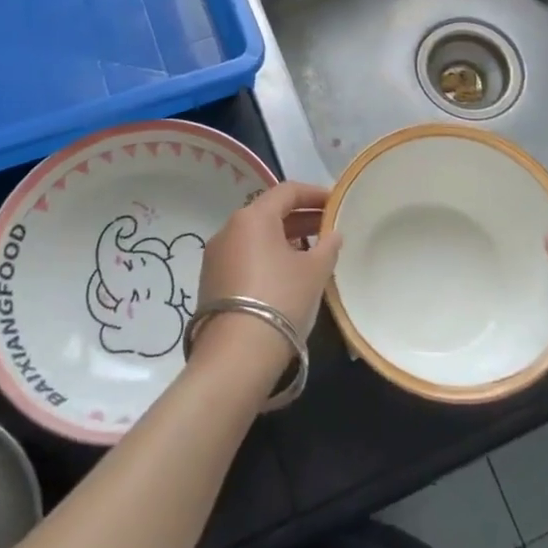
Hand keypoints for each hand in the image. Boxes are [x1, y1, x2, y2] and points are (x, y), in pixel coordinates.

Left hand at [196, 181, 340, 343]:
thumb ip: (328, 246)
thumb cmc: (281, 299)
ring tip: (312, 253)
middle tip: (328, 228)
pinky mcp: (210, 282)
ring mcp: (215, 257)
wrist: (236, 356)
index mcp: (252, 217)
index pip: (287, 191)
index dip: (315, 194)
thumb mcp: (314, 271)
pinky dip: (268, 257)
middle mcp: (229, 229)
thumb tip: (332, 234)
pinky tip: (287, 275)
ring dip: (285, 239)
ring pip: (256, 236)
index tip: (336, 203)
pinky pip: (245, 257)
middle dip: (301, 217)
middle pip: (269, 212)